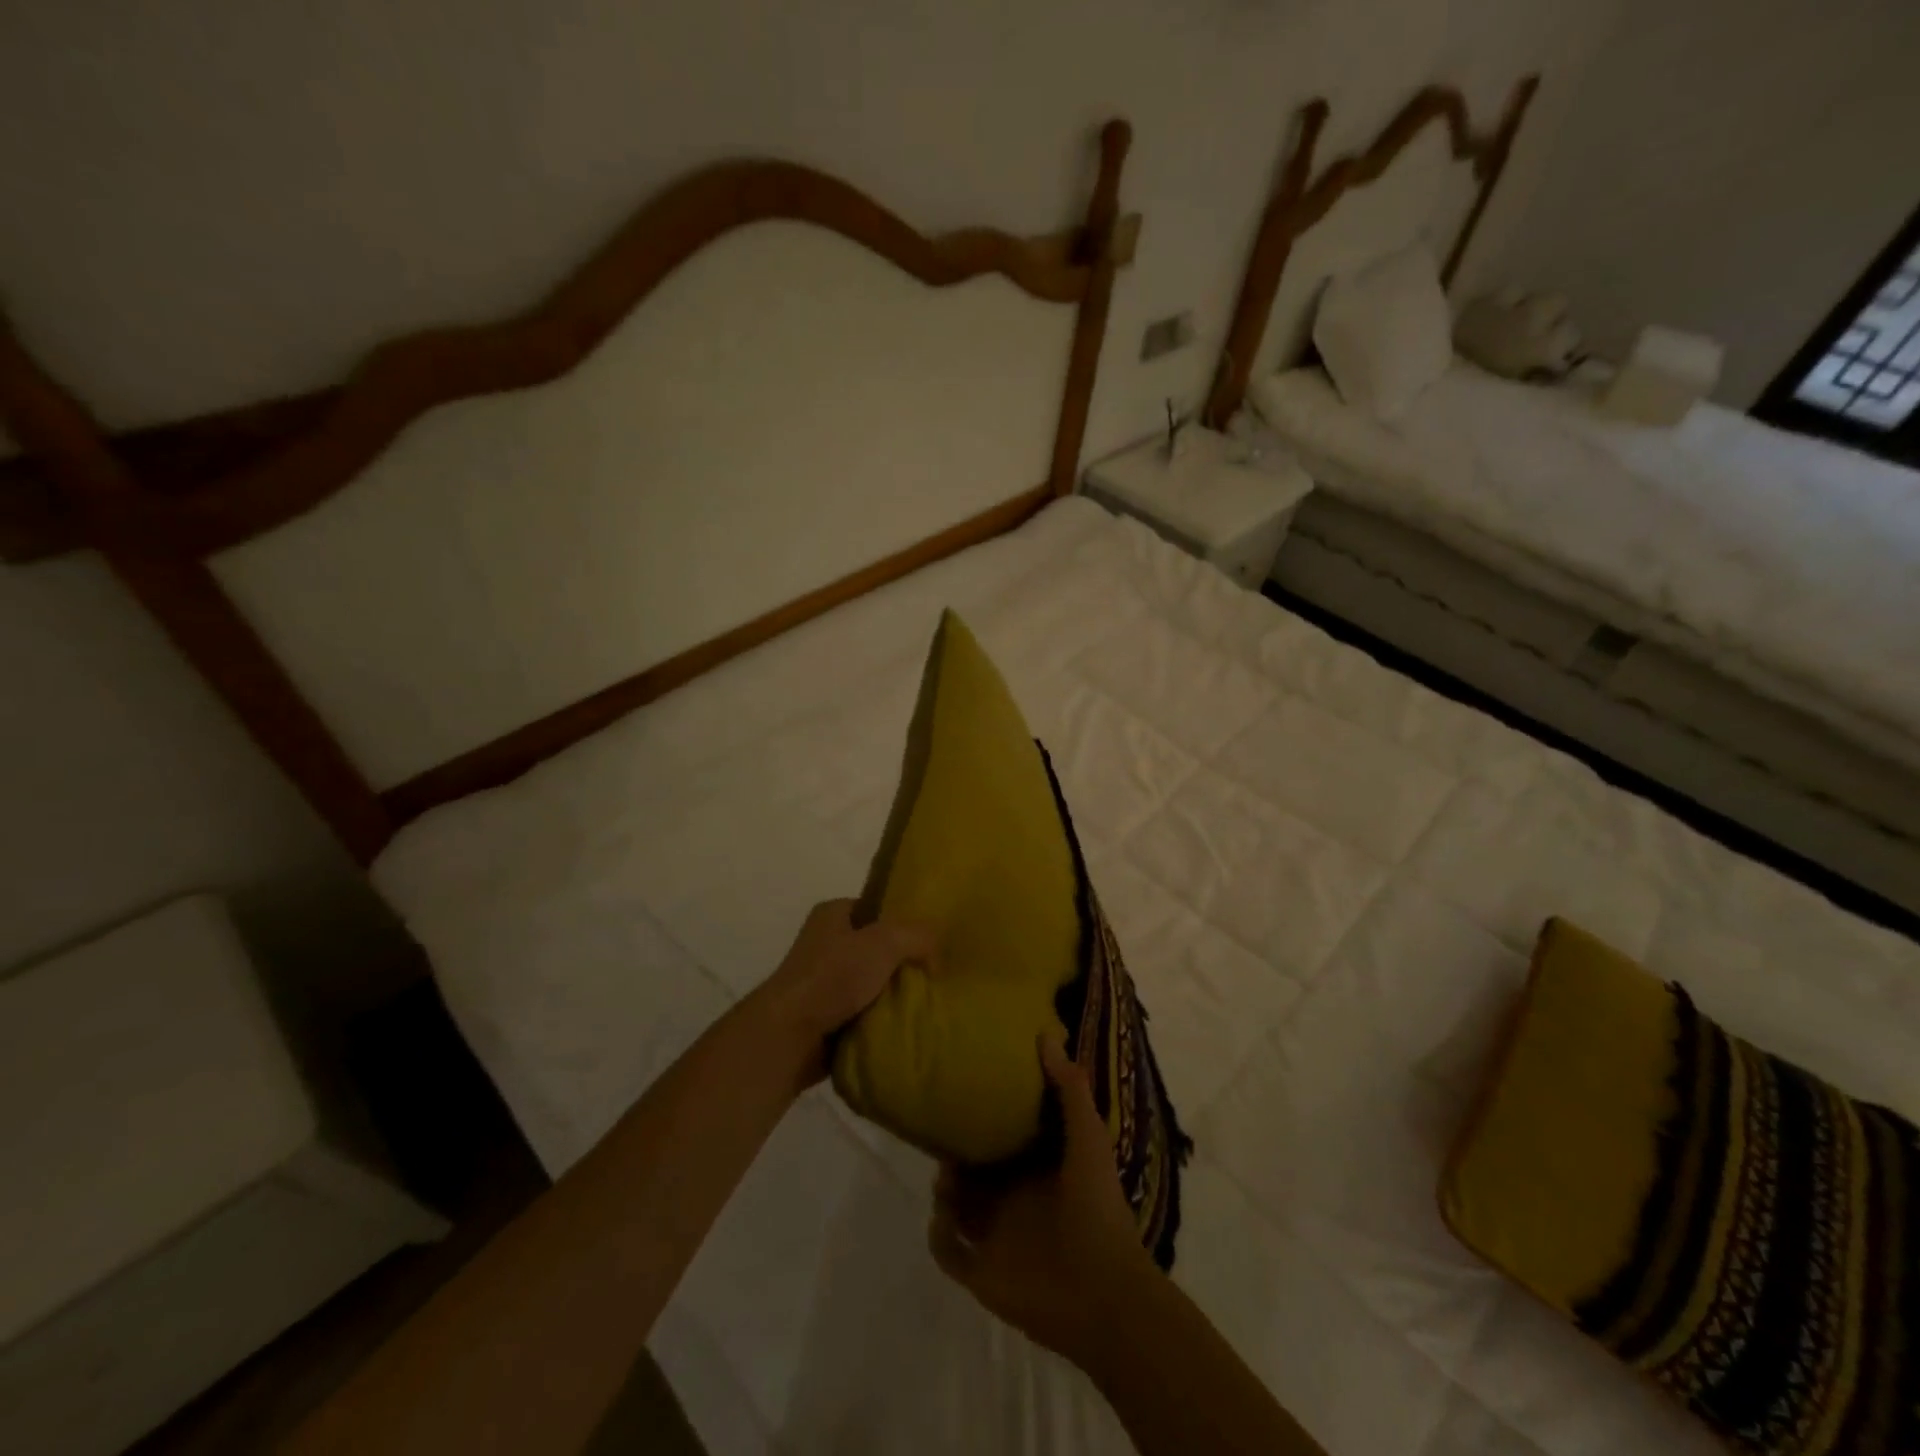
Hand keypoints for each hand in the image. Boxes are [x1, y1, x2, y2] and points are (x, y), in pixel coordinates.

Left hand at [754, 899, 934, 1085]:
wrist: (790, 1036)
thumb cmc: (833, 976)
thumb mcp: (885, 942)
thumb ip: (918, 936)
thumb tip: (937, 955)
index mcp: (832, 914)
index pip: (876, 909)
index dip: (903, 921)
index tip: (930, 941)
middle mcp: (824, 943)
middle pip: (876, 948)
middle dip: (902, 962)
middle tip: (934, 975)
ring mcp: (822, 982)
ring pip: (871, 983)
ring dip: (892, 995)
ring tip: (925, 1003)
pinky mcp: (824, 1016)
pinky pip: (862, 1013)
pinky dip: (880, 1020)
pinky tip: (904, 1026)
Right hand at [928, 1032, 1157, 1360]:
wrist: (1104, 1293)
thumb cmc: (1097, 1207)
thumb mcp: (1088, 1137)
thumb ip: (1069, 1088)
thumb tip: (1045, 1035)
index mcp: (1038, 1170)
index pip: (1004, 1139)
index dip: (985, 1119)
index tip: (964, 1089)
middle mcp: (1014, 1199)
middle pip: (973, 1171)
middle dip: (955, 1153)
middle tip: (941, 1130)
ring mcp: (996, 1237)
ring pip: (955, 1206)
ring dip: (944, 1190)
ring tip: (944, 1176)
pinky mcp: (981, 1272)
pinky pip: (947, 1251)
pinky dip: (938, 1235)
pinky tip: (943, 1216)